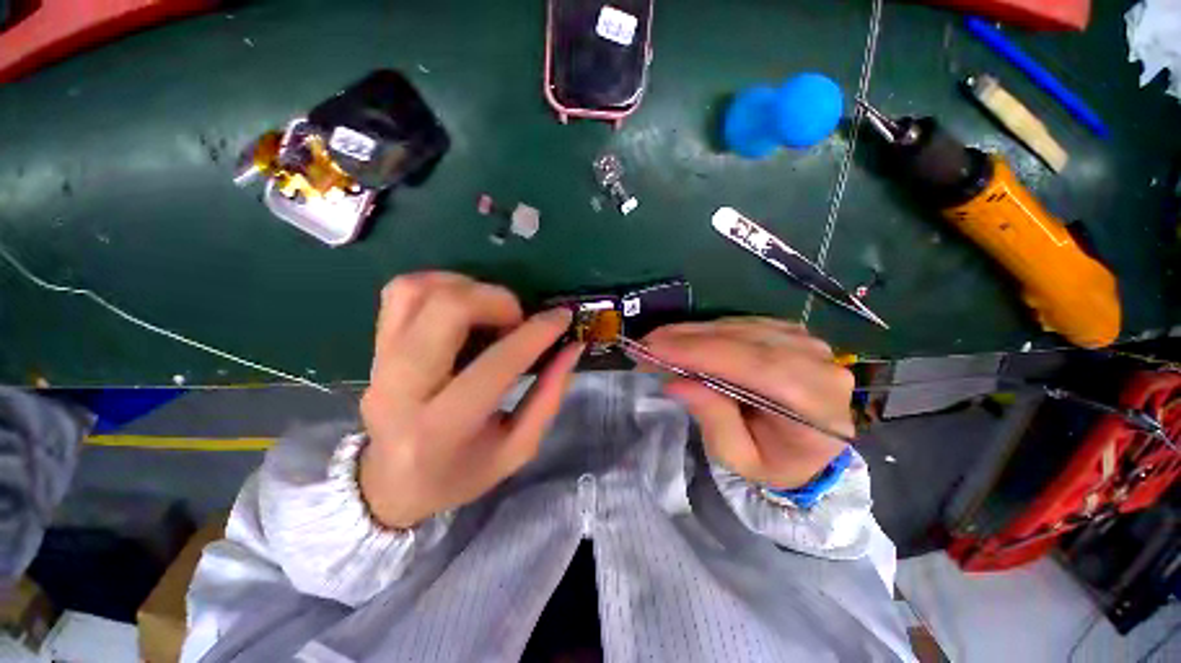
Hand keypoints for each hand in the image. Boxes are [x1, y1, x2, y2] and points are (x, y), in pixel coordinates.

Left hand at [358, 272, 581, 528]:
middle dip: (497, 301)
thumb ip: (549, 395)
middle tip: (518, 318)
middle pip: (447, 311)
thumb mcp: (517, 449)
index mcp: (443, 428)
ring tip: (491, 309)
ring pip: (418, 291)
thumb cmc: (461, 474)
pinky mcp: (374, 346)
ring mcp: (380, 362)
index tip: (562, 317)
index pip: (496, 365)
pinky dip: (440, 284)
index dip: (536, 334)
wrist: (390, 484)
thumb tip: (572, 347)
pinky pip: (401, 291)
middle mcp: (402, 389)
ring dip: (467, 288)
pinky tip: (464, 303)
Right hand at [643, 318, 853, 489]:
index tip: (655, 349)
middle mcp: (819, 366)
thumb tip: (675, 382)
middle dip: (689, 340)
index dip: (701, 354)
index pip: (756, 368)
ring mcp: (808, 344)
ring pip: (740, 328)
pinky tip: (684, 338)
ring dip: (694, 333)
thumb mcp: (738, 456)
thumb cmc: (773, 461)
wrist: (809, 450)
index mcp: (815, 408)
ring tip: (659, 341)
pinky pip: (742, 325)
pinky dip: (708, 330)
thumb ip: (712, 418)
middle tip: (647, 343)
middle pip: (746, 341)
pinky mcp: (791, 333)